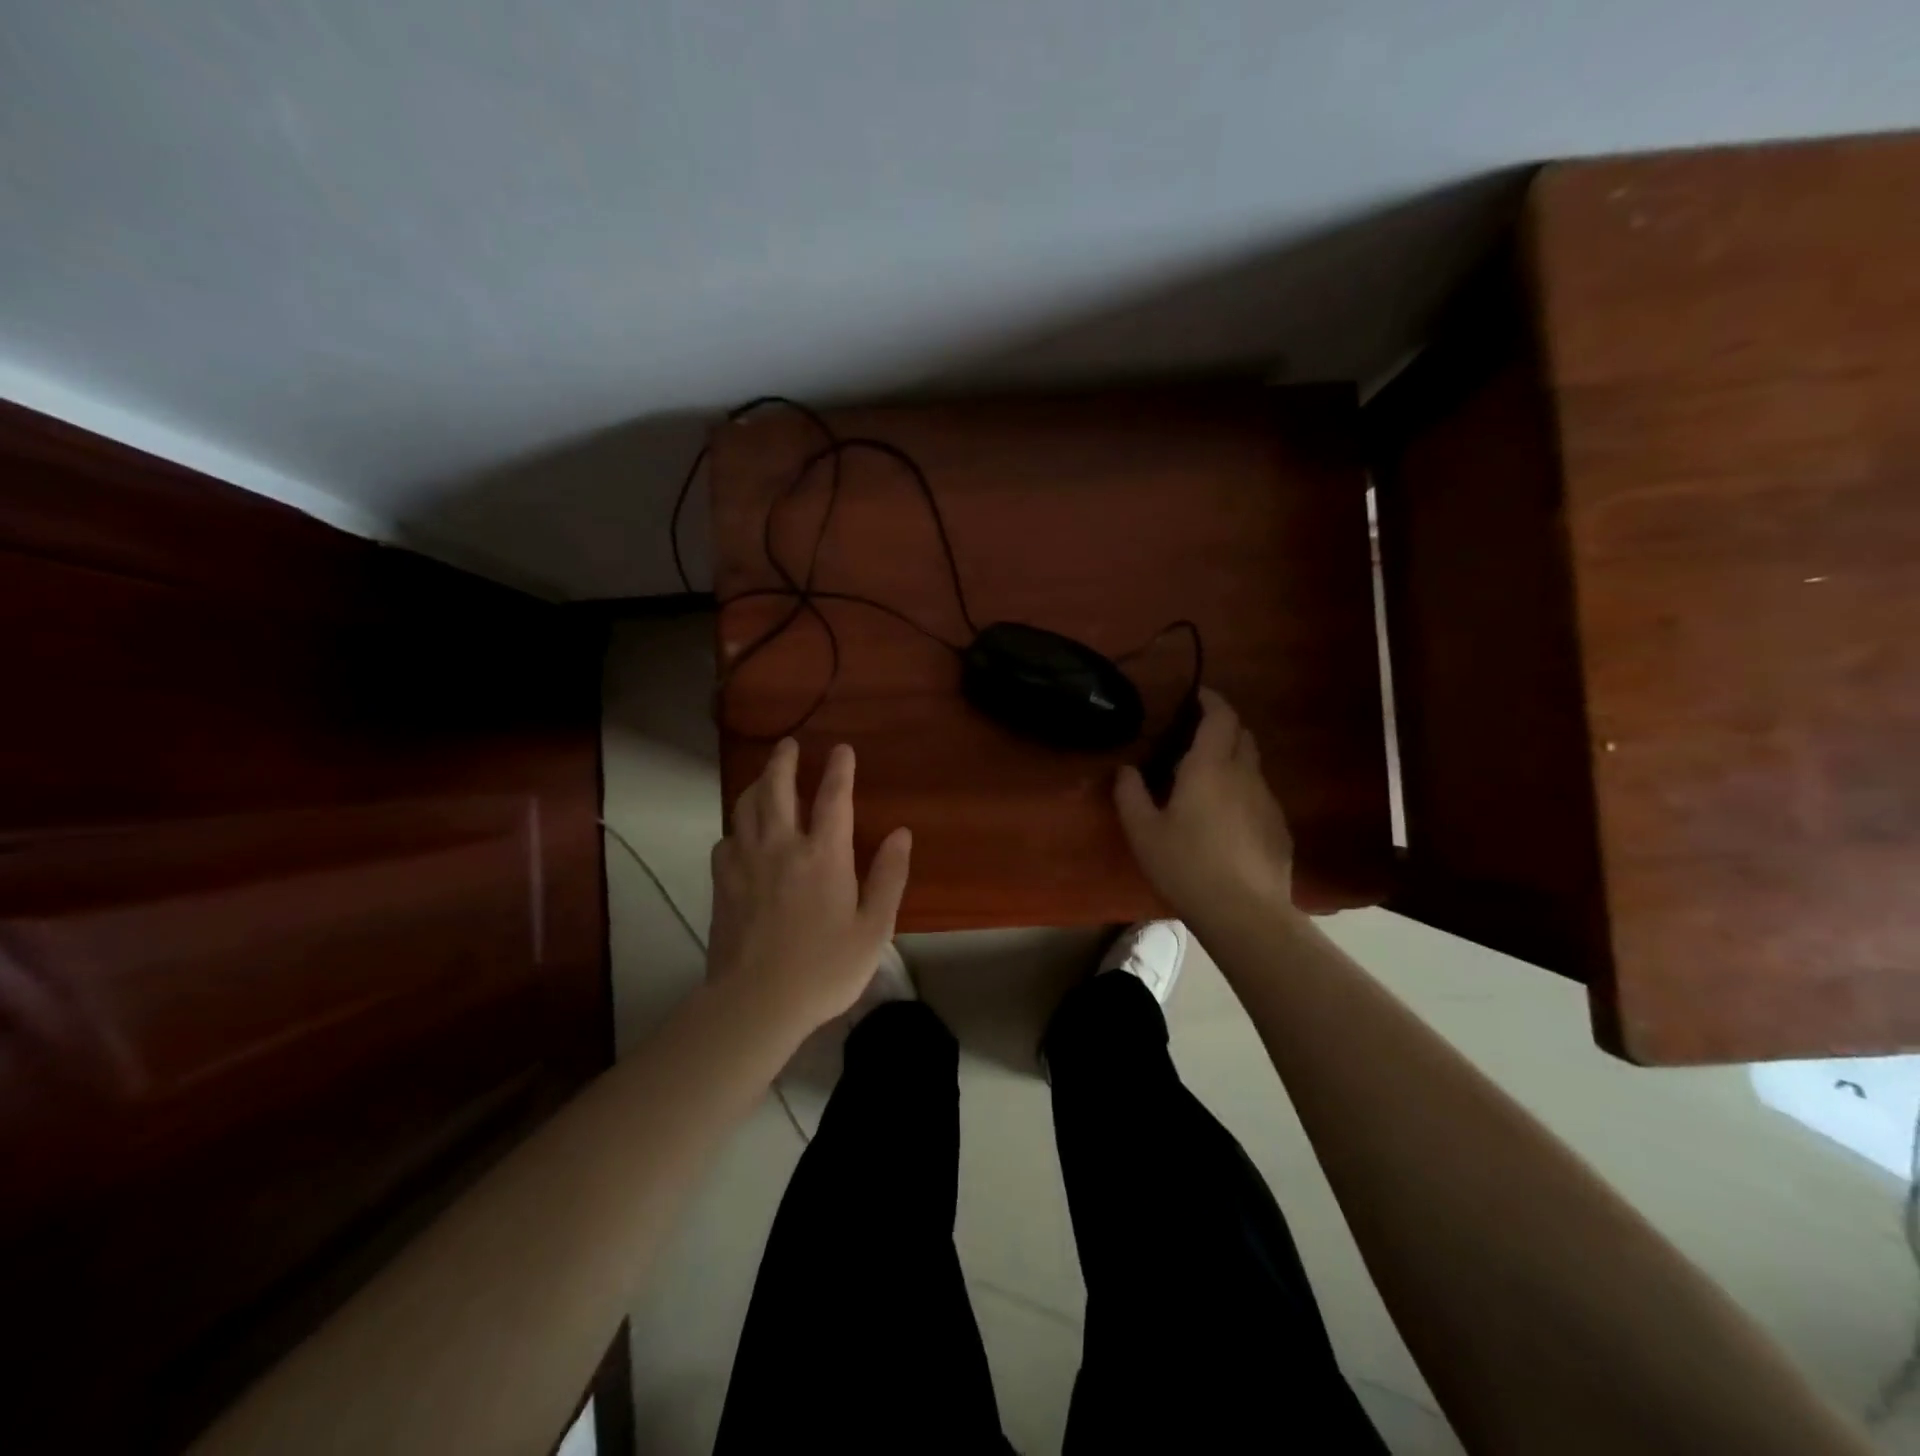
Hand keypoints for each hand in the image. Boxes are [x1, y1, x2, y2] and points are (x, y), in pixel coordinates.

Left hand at [707, 738, 912, 1040]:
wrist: (756, 1002)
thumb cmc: (825, 968)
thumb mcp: (874, 929)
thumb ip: (889, 877)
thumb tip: (902, 834)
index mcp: (824, 855)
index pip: (833, 798)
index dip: (839, 770)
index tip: (841, 749)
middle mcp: (781, 846)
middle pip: (778, 788)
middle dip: (784, 761)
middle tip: (789, 744)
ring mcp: (746, 862)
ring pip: (746, 807)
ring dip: (758, 784)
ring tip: (765, 776)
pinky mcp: (721, 882)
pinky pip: (726, 839)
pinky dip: (736, 826)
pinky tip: (740, 833)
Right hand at [1115, 688, 1296, 925]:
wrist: (1244, 913)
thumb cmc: (1186, 865)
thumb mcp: (1143, 832)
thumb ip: (1130, 794)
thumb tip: (1126, 769)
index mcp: (1209, 767)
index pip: (1220, 716)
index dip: (1211, 700)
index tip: (1197, 695)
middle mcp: (1244, 774)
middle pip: (1242, 734)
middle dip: (1223, 725)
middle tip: (1196, 734)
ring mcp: (1268, 801)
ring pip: (1253, 765)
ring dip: (1233, 759)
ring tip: (1208, 778)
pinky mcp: (1279, 828)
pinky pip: (1260, 794)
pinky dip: (1244, 790)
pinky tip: (1228, 818)